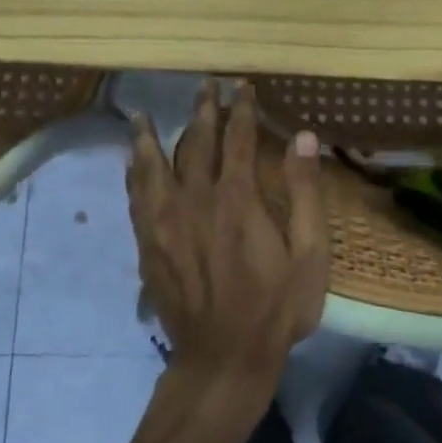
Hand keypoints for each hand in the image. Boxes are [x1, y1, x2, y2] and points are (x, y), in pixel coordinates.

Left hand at [125, 80, 328, 390]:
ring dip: (153, 136)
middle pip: (196, 143)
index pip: (238, 139)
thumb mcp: (309, 252)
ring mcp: (166, 222)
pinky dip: (134, 173)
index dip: (241, 109)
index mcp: (237, 198)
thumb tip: (302, 136)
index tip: (242, 86)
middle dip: (202, 111)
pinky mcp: (148, 245)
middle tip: (204, 86)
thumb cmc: (276, 306)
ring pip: (154, 166)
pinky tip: (131, 163)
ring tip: (144, 114)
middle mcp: (196, 199)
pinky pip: (136, 197)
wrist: (223, 357)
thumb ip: (305, 191)